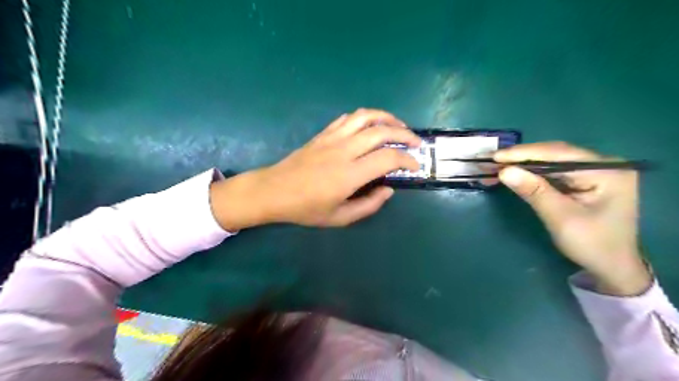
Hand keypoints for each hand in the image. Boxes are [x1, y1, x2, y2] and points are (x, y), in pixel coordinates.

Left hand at [208, 108, 420, 230]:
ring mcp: (332, 138)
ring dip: (387, 117)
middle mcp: (344, 150)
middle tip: (415, 142)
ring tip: (398, 125)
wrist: (273, 191)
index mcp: (349, 174)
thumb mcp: (339, 217)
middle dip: (405, 134)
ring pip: (365, 116)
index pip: (387, 158)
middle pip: (381, 131)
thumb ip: (368, 205)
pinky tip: (370, 126)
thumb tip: (388, 189)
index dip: (407, 160)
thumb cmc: (305, 209)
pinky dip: (365, 117)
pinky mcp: (323, 134)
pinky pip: (348, 118)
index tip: (415, 165)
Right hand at [495, 141, 652, 296]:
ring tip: (496, 165)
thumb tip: (504, 171)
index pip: (559, 154)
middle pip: (554, 154)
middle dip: (521, 157)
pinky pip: (551, 171)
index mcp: (607, 171)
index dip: (525, 153)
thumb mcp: (561, 218)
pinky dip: (530, 173)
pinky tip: (513, 172)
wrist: (612, 267)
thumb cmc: (592, 245)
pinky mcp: (581, 180)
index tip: (496, 156)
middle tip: (491, 160)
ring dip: (523, 164)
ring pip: (550, 161)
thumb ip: (534, 191)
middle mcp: (601, 165)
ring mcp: (592, 172)